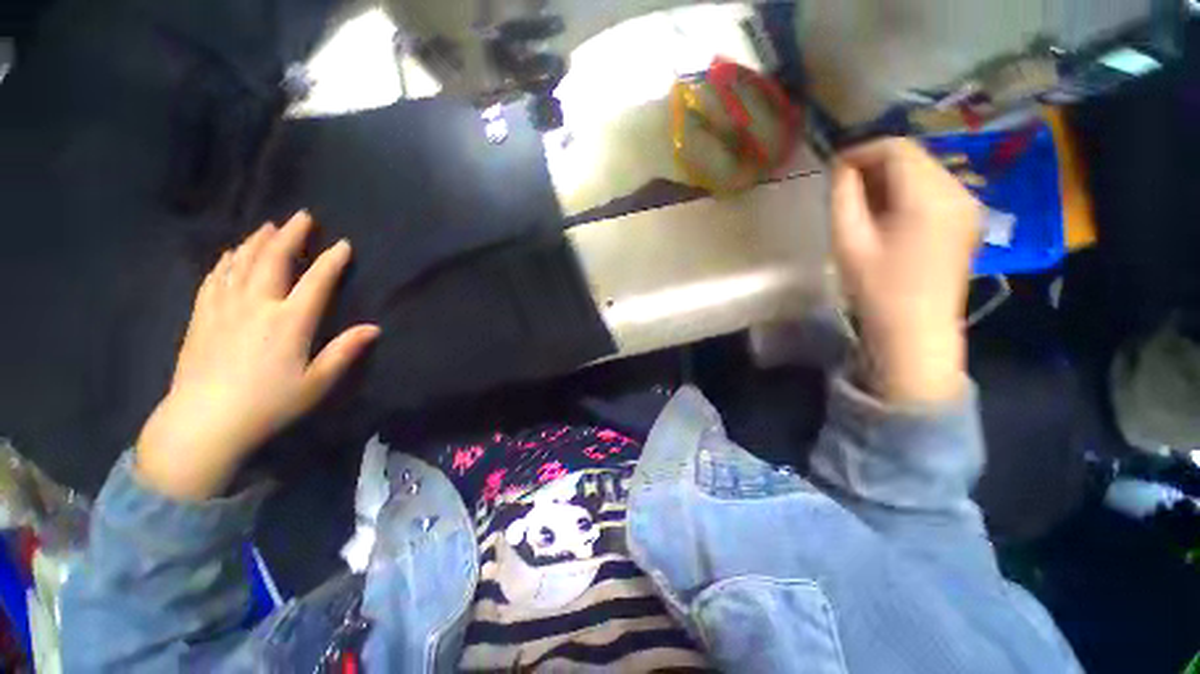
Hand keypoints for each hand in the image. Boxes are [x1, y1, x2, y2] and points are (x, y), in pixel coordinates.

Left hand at [136, 211, 379, 500]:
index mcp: (290, 321)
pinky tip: (231, 254)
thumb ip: (345, 351)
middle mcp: (257, 305)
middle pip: (274, 260)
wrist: (203, 422)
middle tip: (302, 216)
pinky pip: (215, 278)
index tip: (343, 244)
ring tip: (269, 226)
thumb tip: (374, 328)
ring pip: (242, 263)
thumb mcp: (317, 382)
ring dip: (258, 241)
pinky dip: (226, 261)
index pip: (316, 281)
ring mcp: (225, 307)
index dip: (332, 260)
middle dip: (291, 235)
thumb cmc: (269, 404)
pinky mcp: (202, 316)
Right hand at [831, 138, 980, 404]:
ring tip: (864, 202)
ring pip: (925, 169)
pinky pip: (935, 187)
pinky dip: (908, 189)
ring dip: (891, 176)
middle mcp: (958, 190)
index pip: (897, 148)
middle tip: (846, 187)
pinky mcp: (968, 217)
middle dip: (876, 163)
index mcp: (928, 197)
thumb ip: (843, 197)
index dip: (862, 151)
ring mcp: (969, 203)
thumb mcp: (848, 241)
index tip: (835, 168)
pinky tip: (889, 213)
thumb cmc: (876, 288)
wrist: (916, 327)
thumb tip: (842, 166)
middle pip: (914, 155)